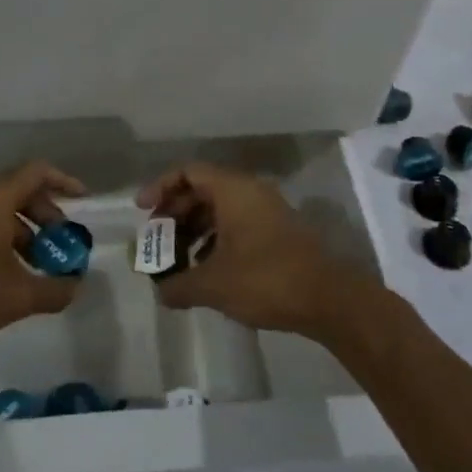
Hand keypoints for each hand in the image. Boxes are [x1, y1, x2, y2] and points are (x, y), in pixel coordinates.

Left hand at [0, 161, 87, 354]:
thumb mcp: (17, 296)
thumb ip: (55, 289)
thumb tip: (76, 285)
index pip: (38, 172)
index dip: (65, 182)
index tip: (84, 200)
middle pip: (21, 190)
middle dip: (47, 214)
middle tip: (62, 244)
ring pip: (2, 208)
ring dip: (26, 230)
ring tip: (39, 265)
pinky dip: (5, 236)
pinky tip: (10, 271)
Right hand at [135, 162, 369, 338]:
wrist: (329, 299)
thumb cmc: (266, 279)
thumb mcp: (214, 285)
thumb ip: (179, 285)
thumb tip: (160, 292)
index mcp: (233, 190)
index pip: (188, 172)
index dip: (161, 187)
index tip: (142, 212)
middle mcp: (250, 192)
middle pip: (203, 190)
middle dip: (175, 213)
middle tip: (156, 239)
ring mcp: (267, 211)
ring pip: (221, 209)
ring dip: (194, 229)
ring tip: (177, 259)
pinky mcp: (278, 232)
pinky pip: (237, 224)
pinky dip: (216, 239)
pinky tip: (207, 269)